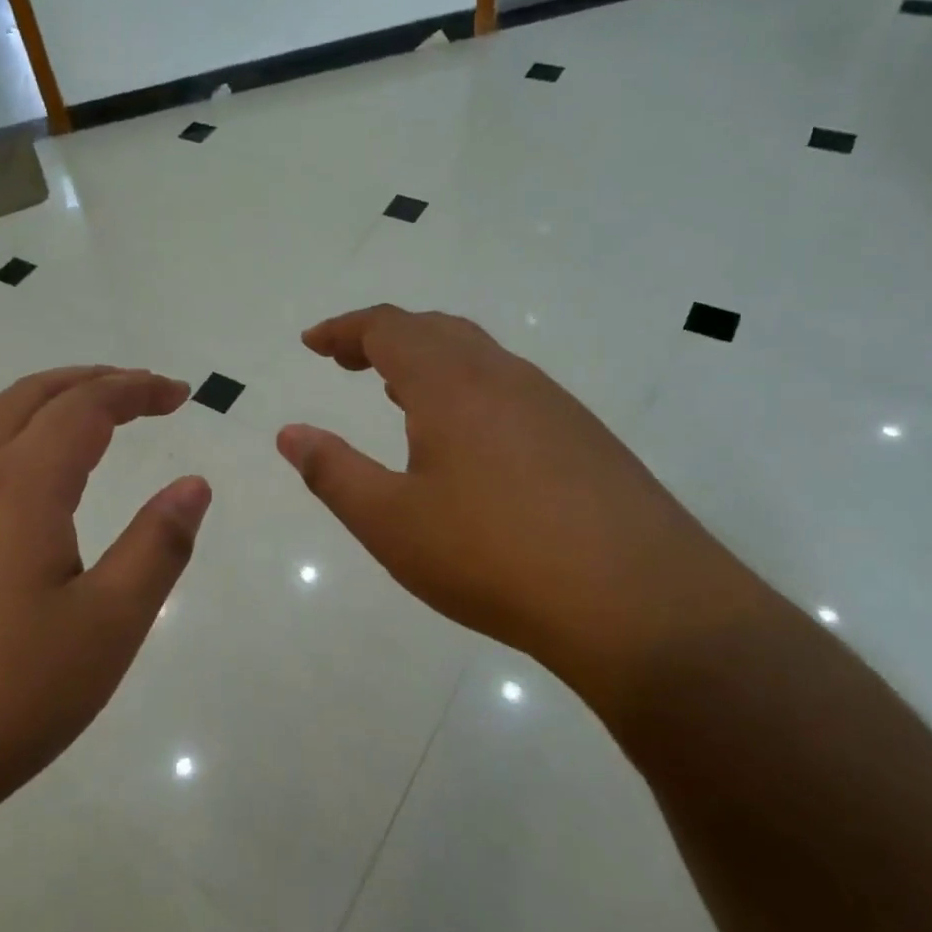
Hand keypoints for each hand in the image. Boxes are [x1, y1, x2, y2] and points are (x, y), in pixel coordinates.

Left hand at [0, 367, 210, 827]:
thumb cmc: (0, 698)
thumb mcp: (105, 627)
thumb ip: (156, 547)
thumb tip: (193, 485)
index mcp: (19, 487)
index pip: (85, 407)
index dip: (136, 389)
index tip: (179, 393)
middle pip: (29, 397)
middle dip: (89, 381)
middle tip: (138, 391)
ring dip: (41, 405)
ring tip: (81, 420)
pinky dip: (7, 440)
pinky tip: (17, 488)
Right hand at [276, 306, 760, 714]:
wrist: (641, 604)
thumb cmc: (494, 557)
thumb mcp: (391, 522)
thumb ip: (332, 472)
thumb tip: (289, 433)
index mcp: (451, 385)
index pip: (388, 328)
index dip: (344, 329)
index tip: (312, 343)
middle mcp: (504, 377)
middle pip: (435, 329)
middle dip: (383, 337)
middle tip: (347, 361)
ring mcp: (552, 404)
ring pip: (478, 356)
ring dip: (428, 360)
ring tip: (397, 391)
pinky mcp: (585, 437)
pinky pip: (510, 387)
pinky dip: (467, 388)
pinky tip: (466, 437)